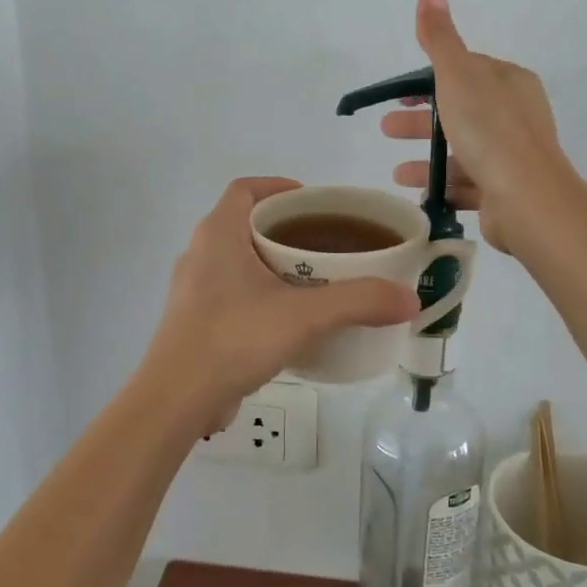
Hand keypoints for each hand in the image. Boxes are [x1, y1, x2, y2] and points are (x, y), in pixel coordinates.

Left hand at [140, 178, 419, 430]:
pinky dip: (259, 294)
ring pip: (237, 260)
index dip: (278, 187)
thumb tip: (410, 298)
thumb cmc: (234, 338)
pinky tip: (287, 320)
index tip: (313, 203)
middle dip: (284, 228)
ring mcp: (193, 289)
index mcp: (218, 234)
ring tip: (312, 280)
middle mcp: (200, 252)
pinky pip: (231, 292)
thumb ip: (358, 301)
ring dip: (271, 263)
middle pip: (244, 223)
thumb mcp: (304, 316)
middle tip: (324, 243)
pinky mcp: (193, 320)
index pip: (245, 189)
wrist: (176, 399)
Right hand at [383, 0, 570, 254]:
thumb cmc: (490, 131)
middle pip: (459, 113)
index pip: (465, 73)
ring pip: (462, 152)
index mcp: (509, 83)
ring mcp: (513, 156)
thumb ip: (440, 39)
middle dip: (421, 122)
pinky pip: (468, 185)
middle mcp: (515, 116)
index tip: (398, 95)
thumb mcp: (458, 76)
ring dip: (427, 159)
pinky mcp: (506, 191)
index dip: (428, 81)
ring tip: (397, 173)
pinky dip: (443, 187)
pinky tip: (419, 195)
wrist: (528, 199)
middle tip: (386, 131)